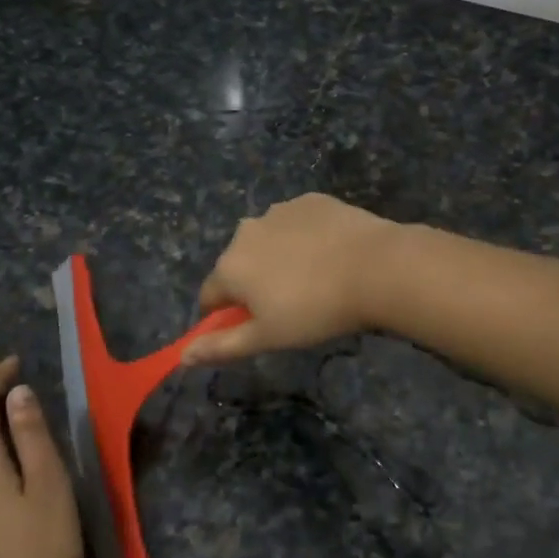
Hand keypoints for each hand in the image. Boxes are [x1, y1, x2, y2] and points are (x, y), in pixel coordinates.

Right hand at [181, 194, 398, 365]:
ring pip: (268, 241)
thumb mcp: (268, 337)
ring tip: (316, 279)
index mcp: (230, 266)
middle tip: (290, 306)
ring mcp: (279, 211)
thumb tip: (181, 357)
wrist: (376, 267)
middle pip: (239, 265)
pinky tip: (330, 254)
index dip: (225, 316)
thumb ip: (222, 346)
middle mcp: (245, 231)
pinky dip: (305, 237)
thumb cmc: (316, 311)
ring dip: (279, 258)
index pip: (210, 296)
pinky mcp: (311, 200)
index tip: (253, 327)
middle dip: (254, 284)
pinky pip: (297, 223)